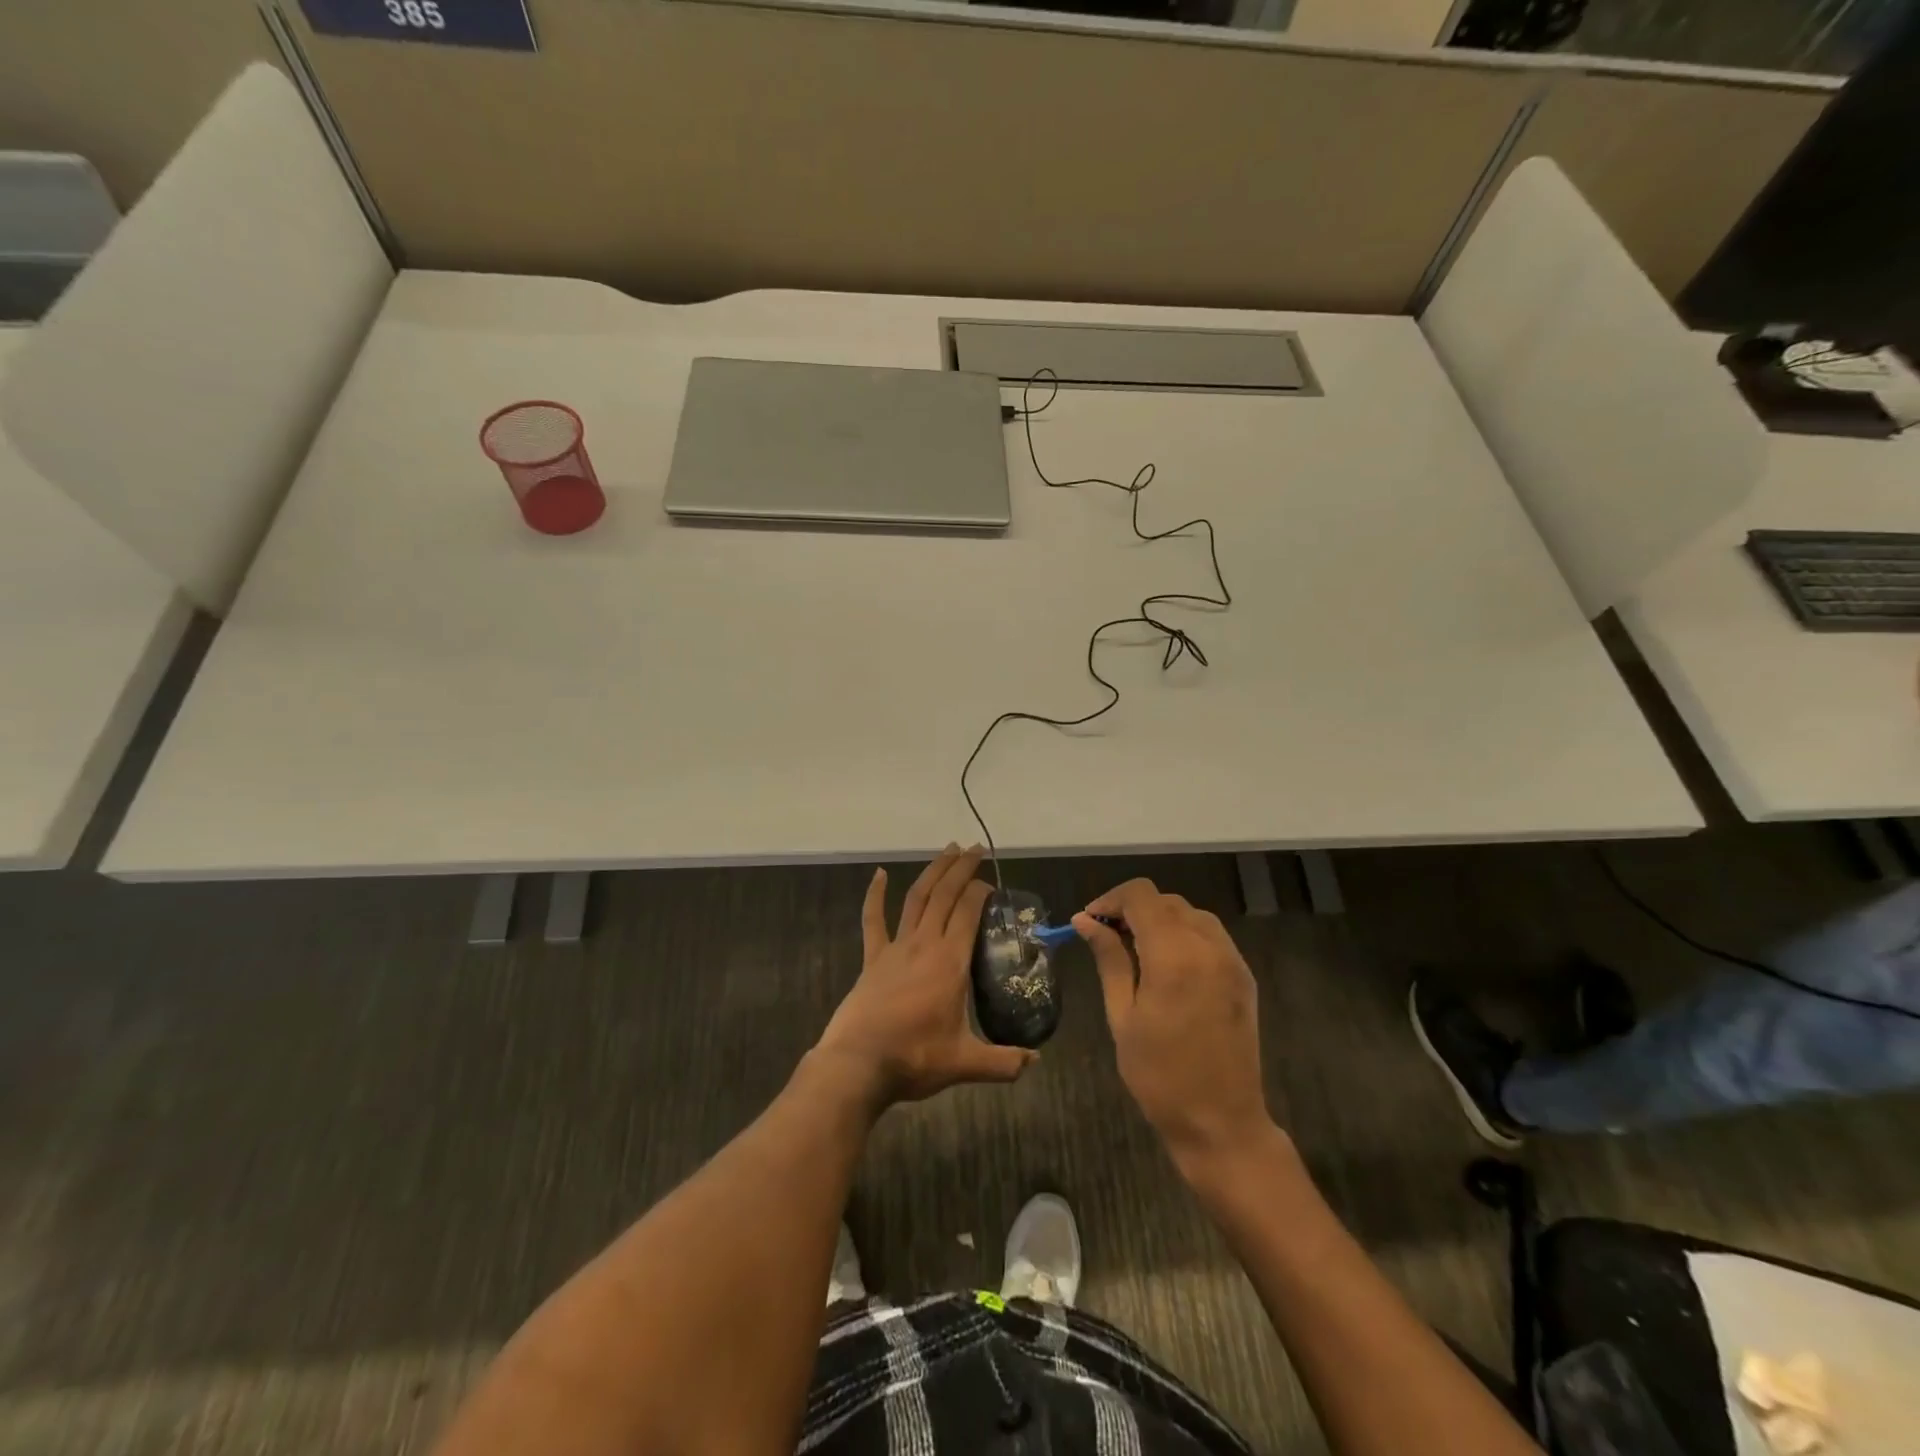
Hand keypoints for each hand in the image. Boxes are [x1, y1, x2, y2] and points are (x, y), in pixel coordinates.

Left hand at [815, 846, 1036, 1105]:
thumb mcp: (965, 1063)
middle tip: (976, 848)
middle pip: (945, 895)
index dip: (981, 891)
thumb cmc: (914, 1058)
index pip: (969, 911)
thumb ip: (1003, 1063)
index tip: (992, 884)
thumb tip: (1035, 1062)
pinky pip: (873, 920)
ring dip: (933, 872)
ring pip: (917, 898)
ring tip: (947, 850)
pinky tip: (878, 874)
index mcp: (950, 961)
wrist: (858, 1064)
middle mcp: (924, 944)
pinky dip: (876, 895)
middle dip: (962, 868)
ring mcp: (895, 947)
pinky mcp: (873, 958)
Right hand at [1077, 880, 1272, 1170]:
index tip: (1089, 921)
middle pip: (1165, 900)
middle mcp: (1208, 946)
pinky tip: (1166, 963)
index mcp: (1174, 955)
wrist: (1222, 1123)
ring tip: (1135, 949)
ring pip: (1190, 913)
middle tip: (1106, 937)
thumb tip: (1085, 920)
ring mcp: (1231, 959)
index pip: (1141, 896)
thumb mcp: (1122, 1016)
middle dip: (1132, 909)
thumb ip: (1109, 959)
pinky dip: (1183, 933)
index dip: (1110, 899)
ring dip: (1159, 919)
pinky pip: (1210, 935)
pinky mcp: (1243, 975)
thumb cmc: (1160, 1076)